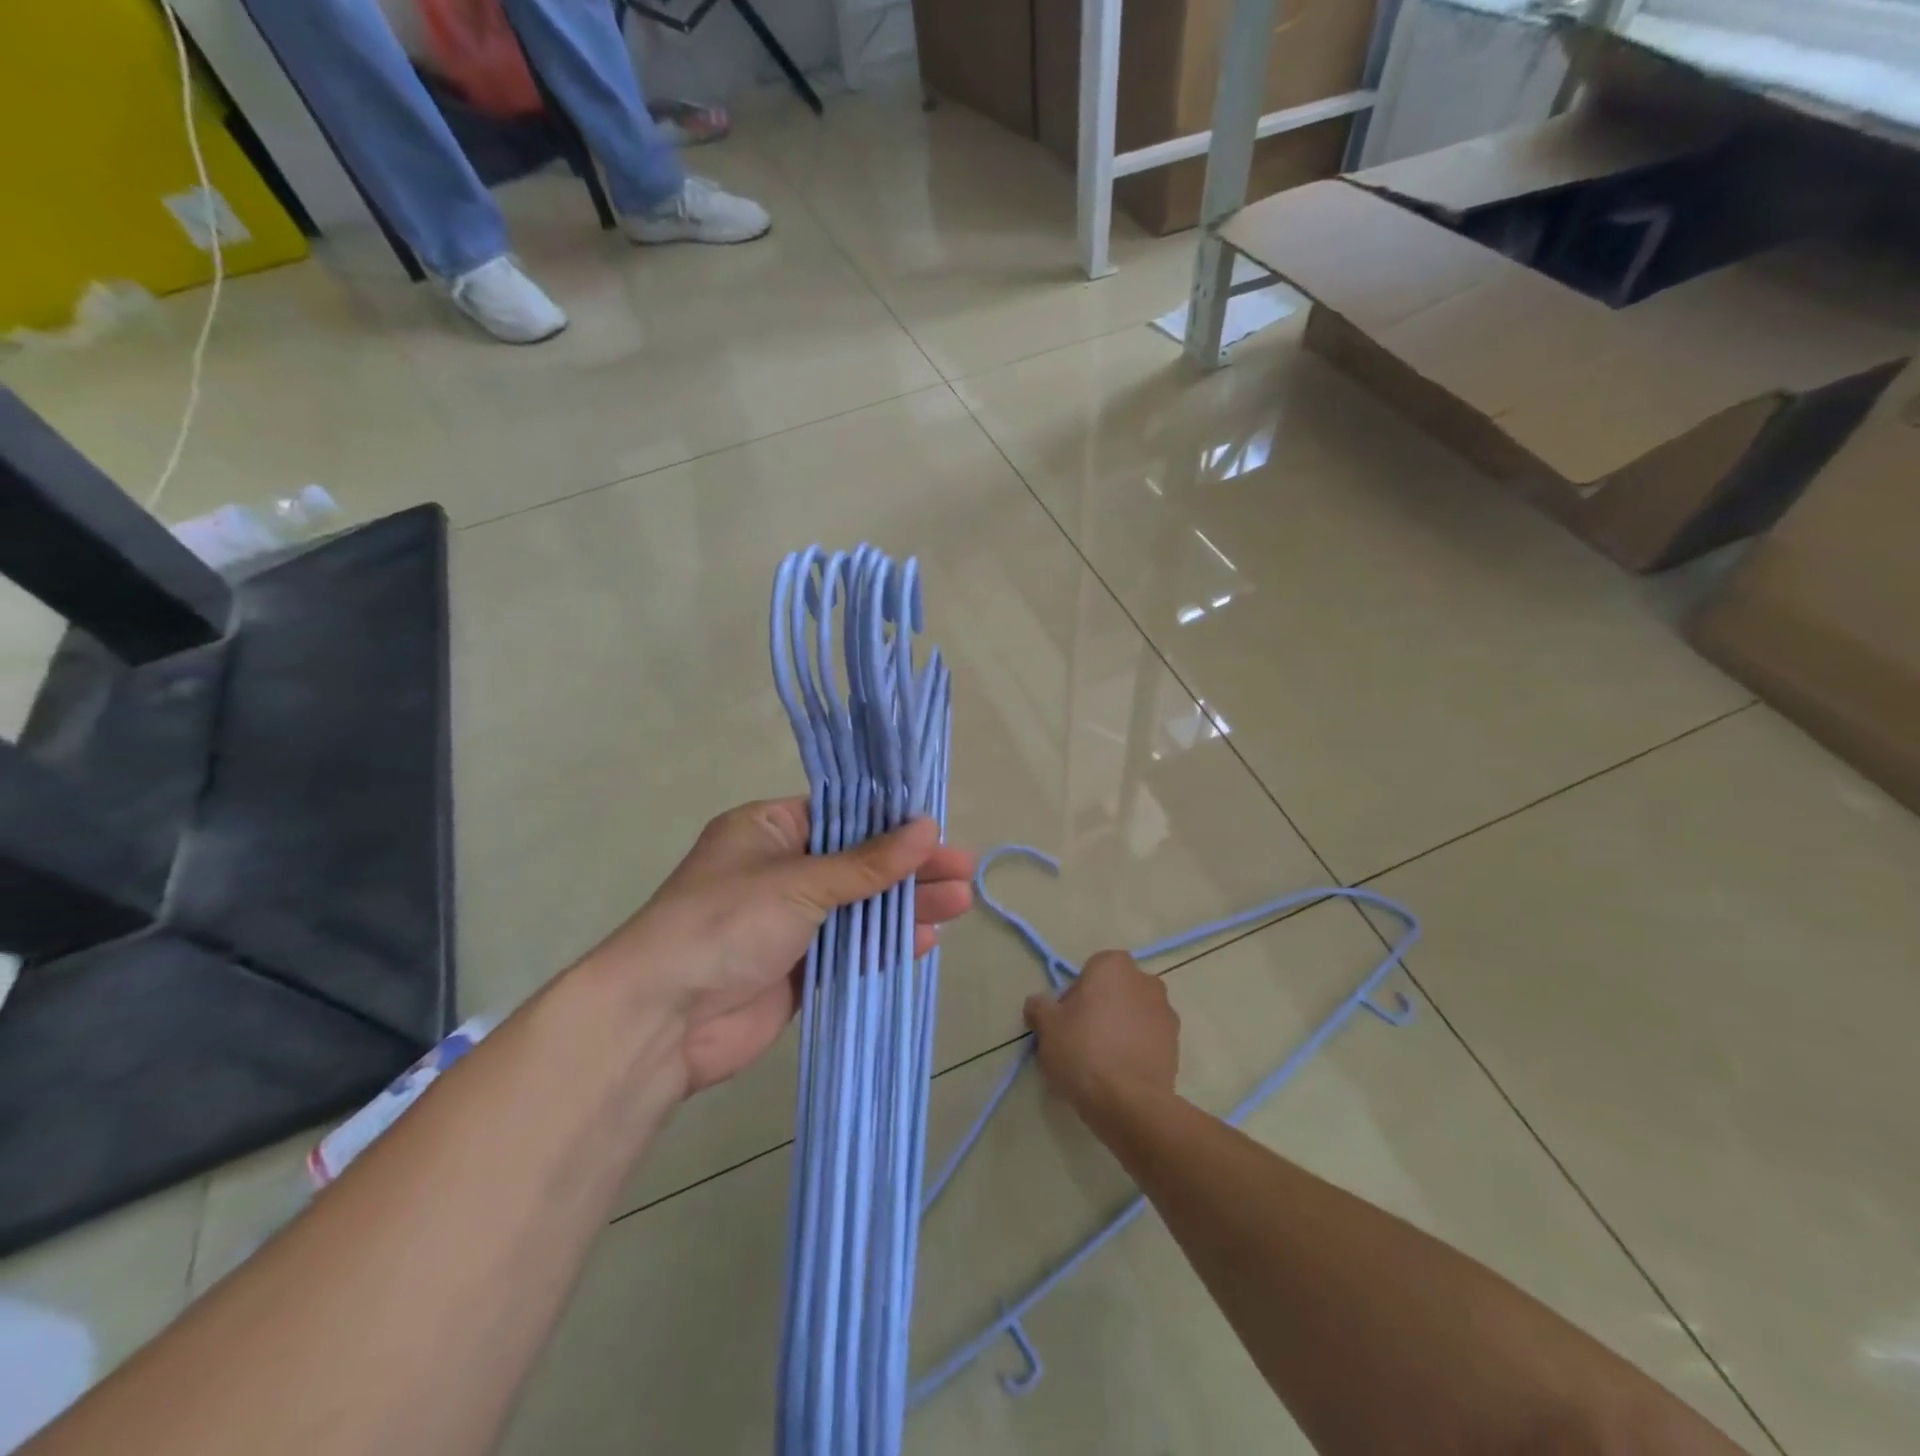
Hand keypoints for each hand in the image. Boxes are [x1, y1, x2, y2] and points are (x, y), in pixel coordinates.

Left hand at [582, 798, 973, 1094]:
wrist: (663, 1019)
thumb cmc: (726, 923)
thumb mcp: (800, 881)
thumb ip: (868, 862)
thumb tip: (928, 828)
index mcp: (768, 829)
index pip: (841, 813)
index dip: (891, 820)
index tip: (937, 829)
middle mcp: (780, 869)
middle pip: (858, 861)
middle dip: (910, 867)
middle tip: (963, 870)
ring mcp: (789, 921)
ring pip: (859, 906)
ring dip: (906, 905)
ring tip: (961, 903)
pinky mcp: (798, 967)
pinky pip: (850, 947)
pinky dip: (884, 942)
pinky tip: (925, 939)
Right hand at [1024, 950, 1179, 1126]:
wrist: (1130, 1103)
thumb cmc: (1083, 1051)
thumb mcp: (1047, 1027)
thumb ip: (1039, 1007)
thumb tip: (1038, 1004)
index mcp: (1114, 966)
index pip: (1089, 971)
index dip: (1075, 995)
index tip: (1065, 1021)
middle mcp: (1145, 981)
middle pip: (1114, 991)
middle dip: (1099, 1009)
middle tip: (1079, 1040)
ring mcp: (1166, 1012)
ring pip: (1132, 1015)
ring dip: (1119, 1029)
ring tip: (1100, 1062)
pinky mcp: (1176, 1044)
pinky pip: (1148, 1039)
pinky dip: (1135, 1049)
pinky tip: (1119, 1073)